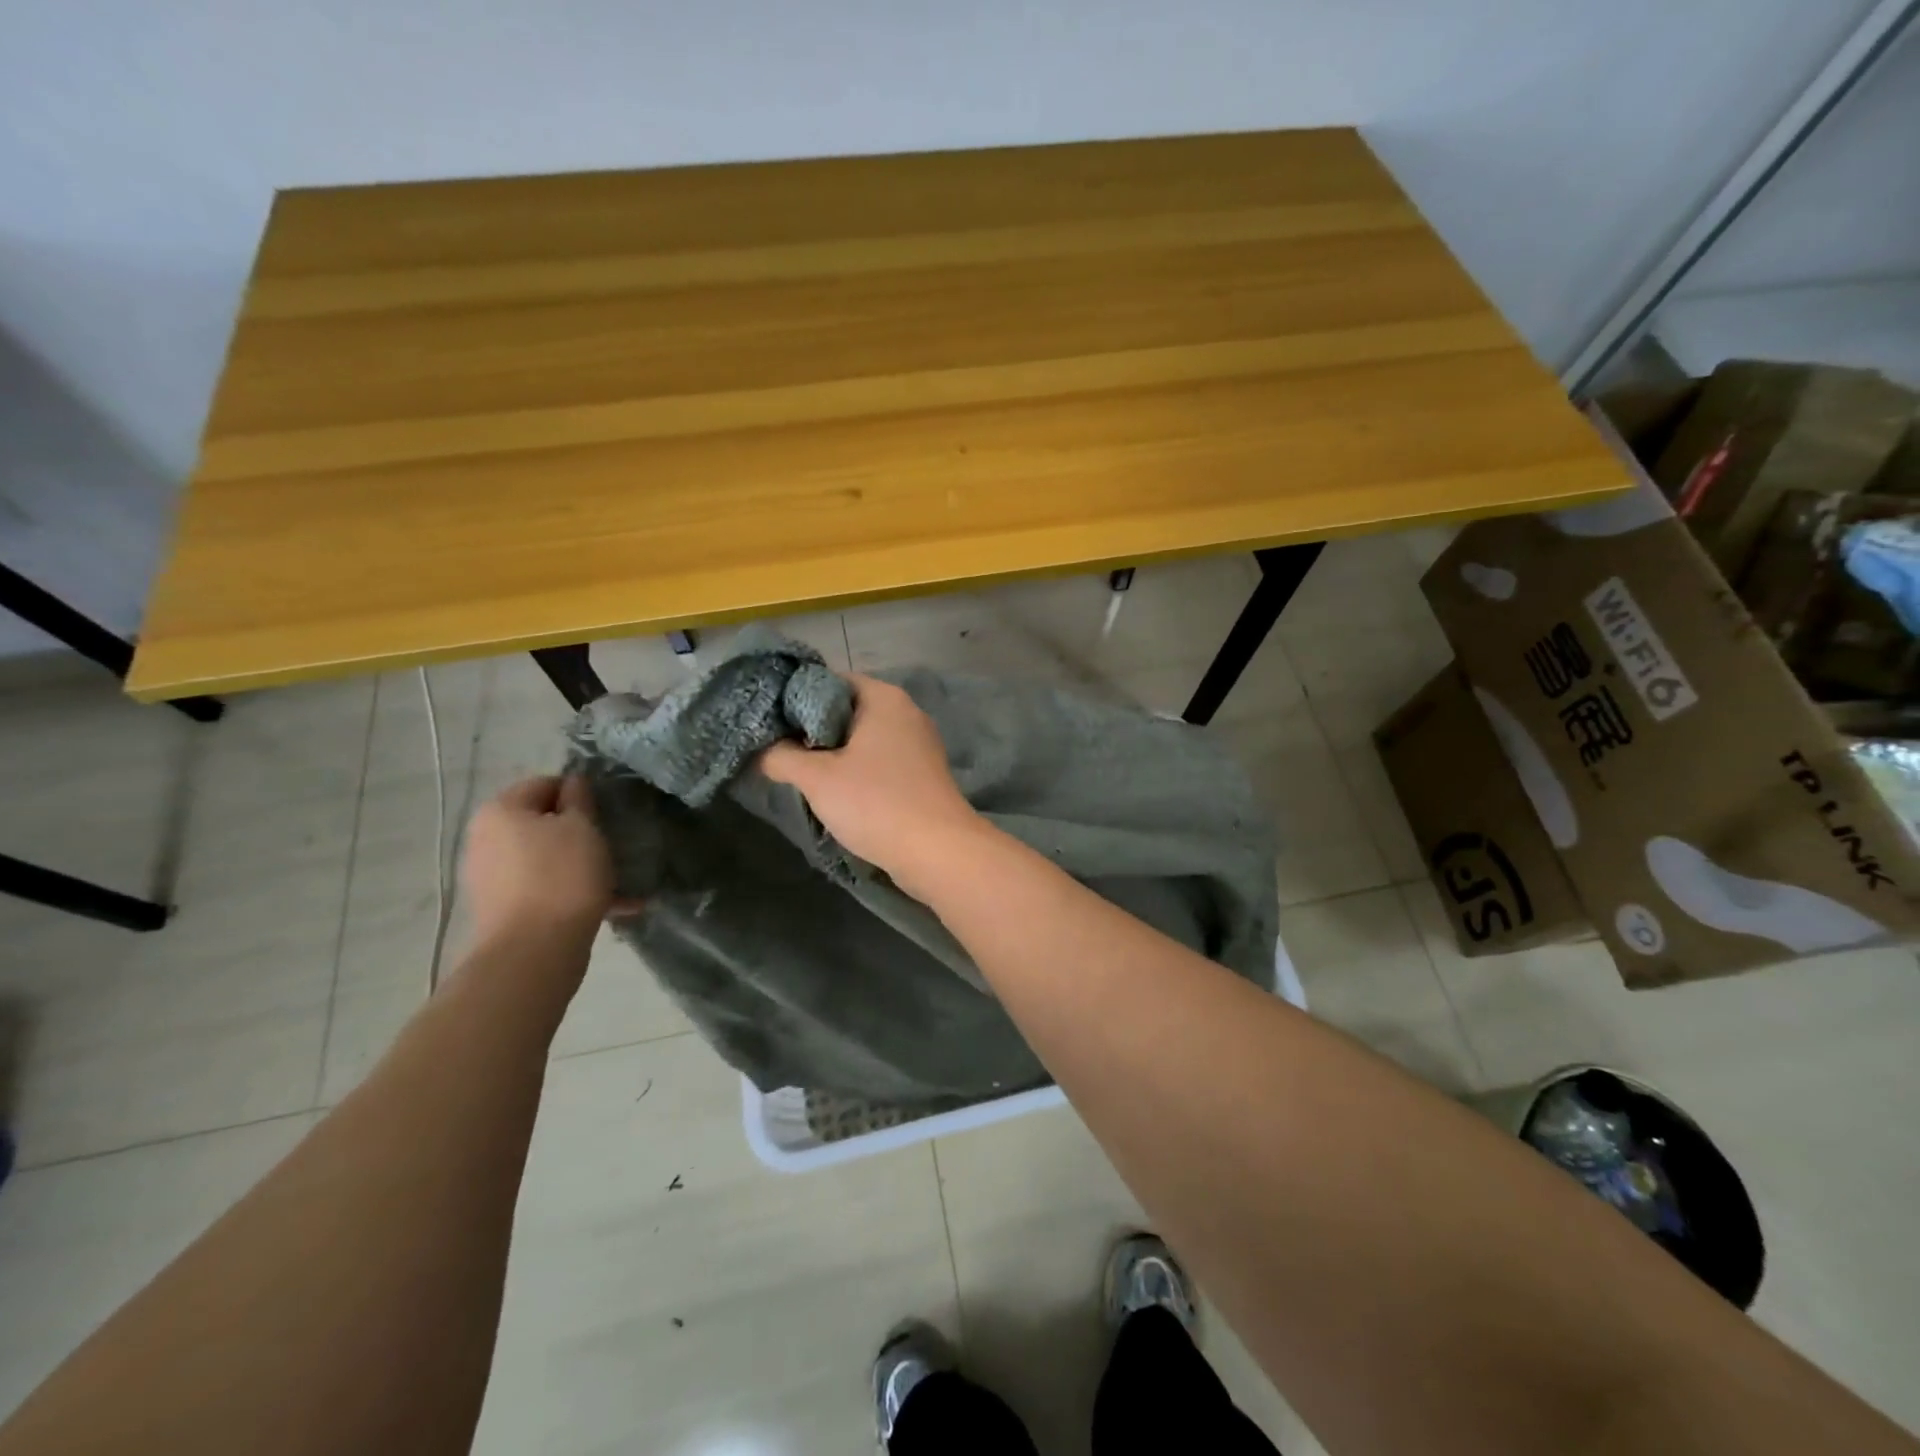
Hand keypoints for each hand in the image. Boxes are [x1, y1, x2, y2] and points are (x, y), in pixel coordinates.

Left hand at [460, 776, 616, 946]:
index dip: (580, 793)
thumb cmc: (562, 876)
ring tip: (618, 879)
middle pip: (542, 822)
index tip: (607, 812)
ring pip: (545, 857)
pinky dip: (572, 891)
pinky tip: (613, 905)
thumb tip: (573, 782)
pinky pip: (543, 887)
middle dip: (580, 832)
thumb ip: (579, 799)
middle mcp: (486, 838)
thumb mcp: (583, 827)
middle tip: (613, 845)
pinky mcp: (501, 908)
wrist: (534, 950)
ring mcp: (490, 876)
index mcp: (500, 811)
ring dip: (580, 864)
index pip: (546, 783)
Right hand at [758, 674, 986, 895]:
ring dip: (834, 754)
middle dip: (812, 730)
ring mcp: (919, 744)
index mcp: (883, 697)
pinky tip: (838, 793)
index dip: (795, 698)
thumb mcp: (817, 778)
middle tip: (779, 751)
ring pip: (864, 739)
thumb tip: (760, 749)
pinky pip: (881, 761)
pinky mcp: (922, 774)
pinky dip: (858, 771)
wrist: (938, 851)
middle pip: (847, 710)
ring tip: (802, 774)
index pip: (830, 681)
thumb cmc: (876, 803)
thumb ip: (781, 757)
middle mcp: (906, 712)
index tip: (769, 722)